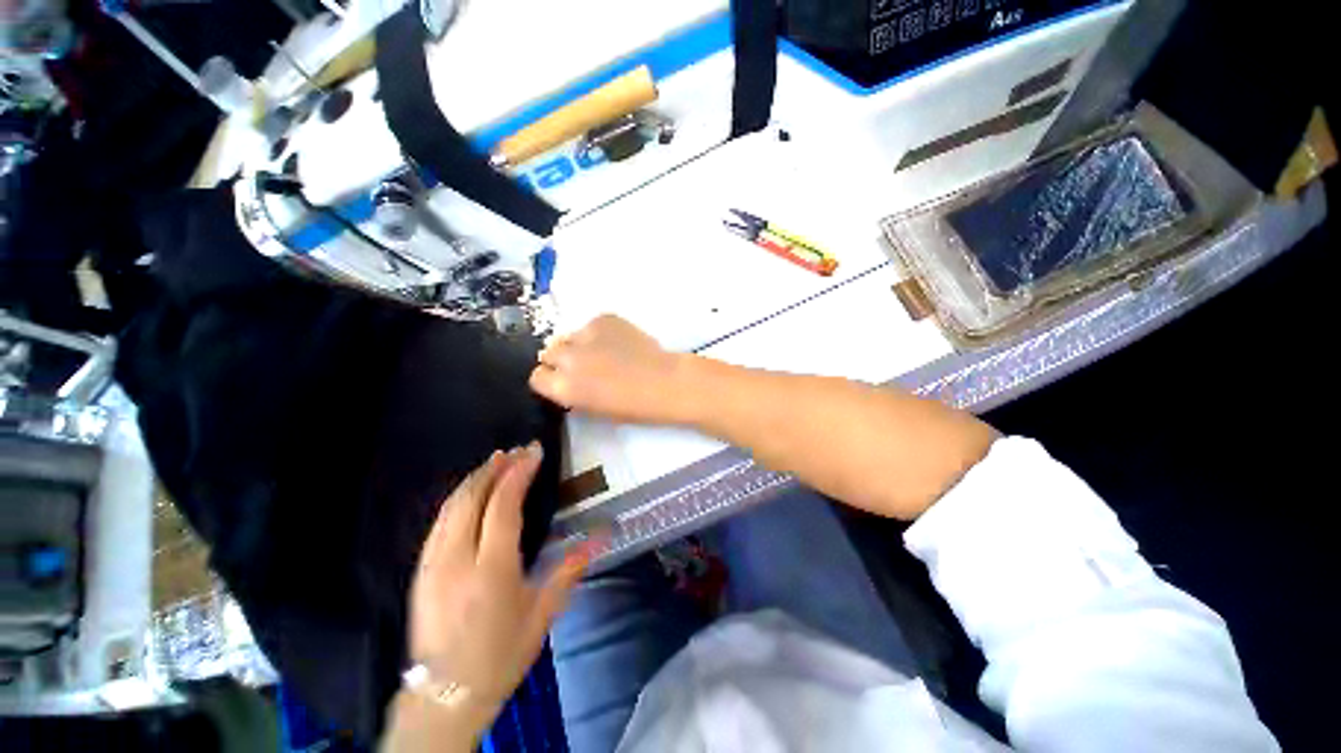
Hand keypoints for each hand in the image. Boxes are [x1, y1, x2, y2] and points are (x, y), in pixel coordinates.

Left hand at [402, 444, 593, 738]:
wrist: (445, 696)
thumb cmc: (501, 654)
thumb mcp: (543, 613)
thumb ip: (570, 568)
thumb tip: (602, 537)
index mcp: (491, 568)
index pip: (503, 505)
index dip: (519, 473)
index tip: (534, 452)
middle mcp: (458, 558)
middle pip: (472, 497)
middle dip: (495, 468)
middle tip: (516, 451)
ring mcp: (433, 563)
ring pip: (451, 506)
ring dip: (475, 478)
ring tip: (496, 461)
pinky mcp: (421, 570)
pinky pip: (439, 521)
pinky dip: (458, 498)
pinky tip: (471, 492)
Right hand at [530, 315, 690, 423]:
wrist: (664, 382)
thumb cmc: (632, 406)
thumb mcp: (592, 408)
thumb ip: (571, 392)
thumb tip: (564, 380)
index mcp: (562, 386)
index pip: (536, 376)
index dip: (550, 378)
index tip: (562, 380)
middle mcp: (567, 358)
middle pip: (548, 353)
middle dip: (561, 360)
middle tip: (582, 365)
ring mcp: (585, 334)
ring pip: (568, 336)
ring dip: (578, 345)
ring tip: (601, 352)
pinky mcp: (603, 319)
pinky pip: (590, 325)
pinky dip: (598, 333)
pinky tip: (617, 342)